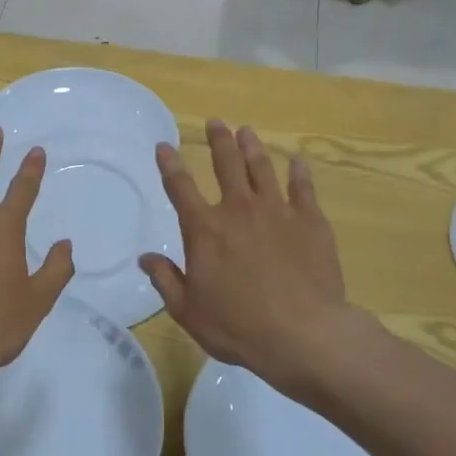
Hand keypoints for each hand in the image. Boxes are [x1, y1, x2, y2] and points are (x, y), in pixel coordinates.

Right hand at [140, 121, 350, 399]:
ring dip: (253, 147)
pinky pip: (303, 187)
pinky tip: (297, 160)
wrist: (303, 334)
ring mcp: (277, 211)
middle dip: (219, 140)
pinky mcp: (311, 221)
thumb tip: (145, 258)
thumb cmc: (237, 326)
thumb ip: (165, 279)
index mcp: (204, 229)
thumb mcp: (187, 310)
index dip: (169, 163)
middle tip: (216, 122)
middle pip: (226, 164)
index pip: (180, 187)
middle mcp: (238, 209)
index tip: (164, 145)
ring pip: (262, 168)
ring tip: (247, 131)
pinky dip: (298, 171)